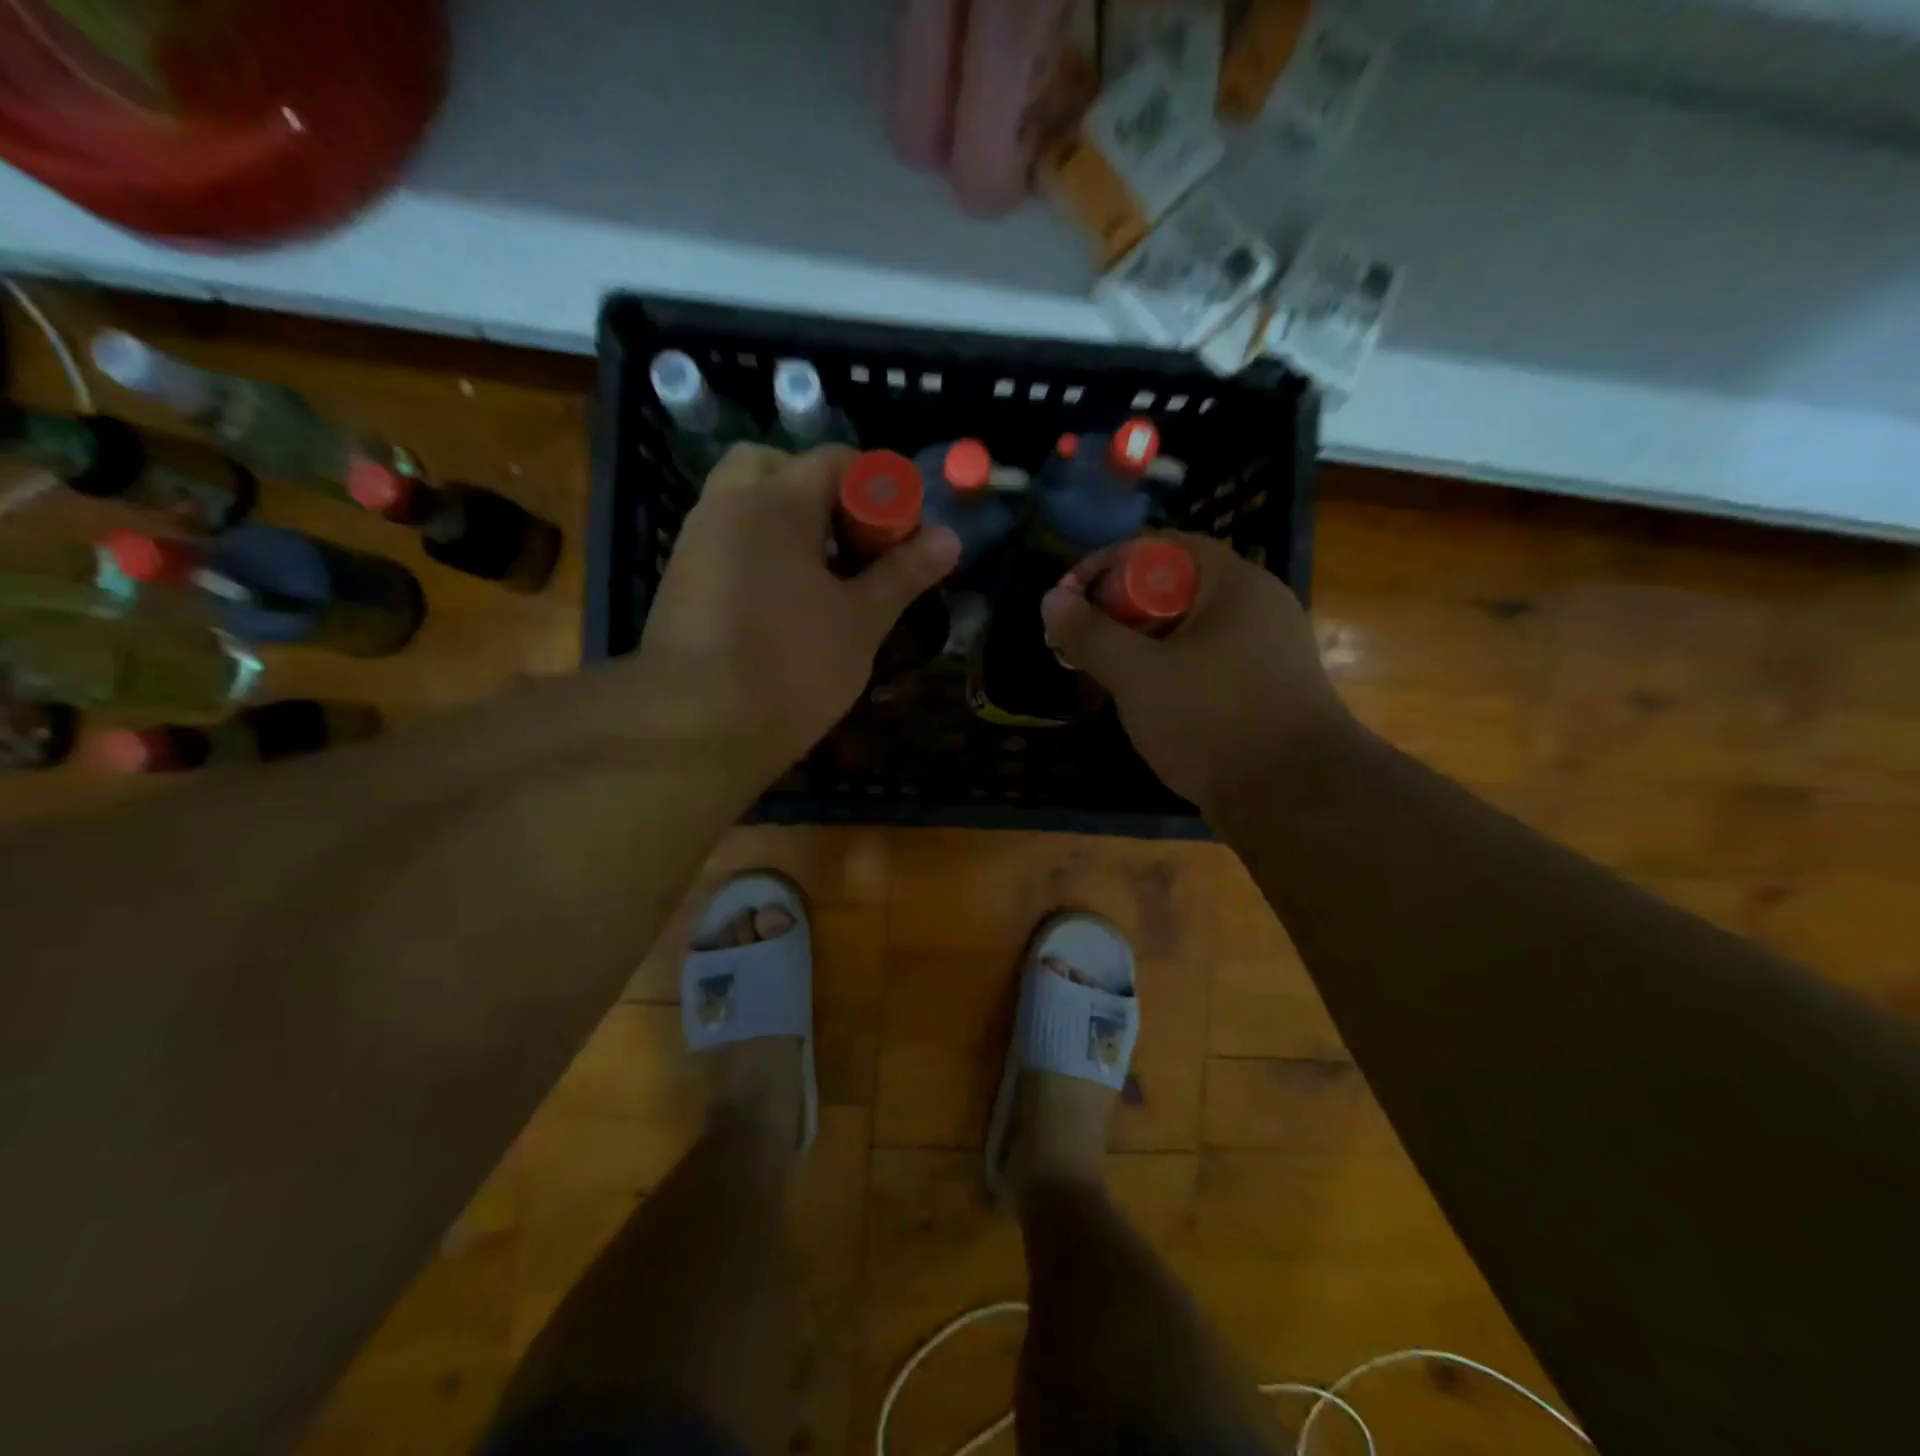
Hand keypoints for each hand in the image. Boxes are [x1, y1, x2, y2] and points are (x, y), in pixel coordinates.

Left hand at [635, 444, 960, 783]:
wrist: (695, 730)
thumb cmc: (791, 668)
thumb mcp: (861, 622)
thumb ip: (903, 574)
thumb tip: (949, 539)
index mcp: (775, 503)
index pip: (835, 461)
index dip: (879, 487)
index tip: (903, 529)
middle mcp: (726, 507)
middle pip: (776, 466)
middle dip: (820, 491)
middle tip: (852, 538)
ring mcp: (696, 543)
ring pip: (744, 502)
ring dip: (787, 519)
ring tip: (824, 573)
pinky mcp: (681, 581)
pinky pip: (726, 539)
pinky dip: (759, 548)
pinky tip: (784, 599)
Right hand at [1039, 532, 1352, 813]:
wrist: (1298, 800)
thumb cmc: (1213, 722)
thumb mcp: (1138, 676)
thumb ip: (1090, 634)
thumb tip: (1052, 598)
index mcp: (1236, 585)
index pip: (1164, 546)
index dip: (1110, 563)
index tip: (1072, 598)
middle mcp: (1260, 606)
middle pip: (1178, 586)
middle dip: (1122, 609)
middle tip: (1087, 641)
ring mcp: (1271, 649)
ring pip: (1192, 629)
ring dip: (1145, 644)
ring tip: (1111, 675)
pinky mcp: (1270, 688)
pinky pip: (1211, 661)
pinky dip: (1174, 669)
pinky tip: (1153, 703)